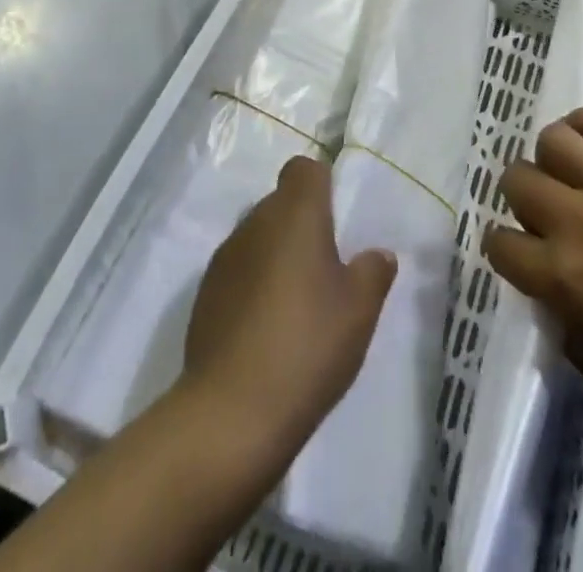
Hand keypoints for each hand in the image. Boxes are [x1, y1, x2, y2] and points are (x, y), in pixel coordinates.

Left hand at [182, 155, 397, 456]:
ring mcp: (225, 257)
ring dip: (277, 256)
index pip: (304, 169)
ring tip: (299, 304)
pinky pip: (239, 272)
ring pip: (259, 237)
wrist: (231, 412)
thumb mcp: (359, 310)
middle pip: (281, 203)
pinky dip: (254, 286)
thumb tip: (377, 254)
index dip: (321, 185)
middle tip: (327, 269)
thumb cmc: (307, 344)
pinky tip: (268, 330)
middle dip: (302, 225)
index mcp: (294, 213)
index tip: (337, 219)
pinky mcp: (205, 294)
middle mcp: (255, 222)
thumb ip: (373, 272)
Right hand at [483, 106, 582, 456]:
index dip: (502, 250)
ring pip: (554, 140)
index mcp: (562, 276)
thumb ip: (557, 310)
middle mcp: (582, 223)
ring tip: (564, 175)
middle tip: (540, 214)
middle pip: (517, 179)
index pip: (498, 243)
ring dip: (548, 159)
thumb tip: (546, 277)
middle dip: (519, 199)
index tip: (516, 256)